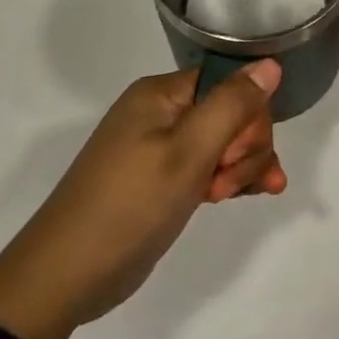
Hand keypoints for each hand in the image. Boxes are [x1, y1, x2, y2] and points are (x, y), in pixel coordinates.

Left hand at [0, 60, 285, 338]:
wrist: (67, 275)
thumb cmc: (130, 205)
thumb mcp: (188, 152)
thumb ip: (233, 105)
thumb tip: (271, 63)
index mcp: (161, 94)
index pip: (229, 83)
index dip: (246, 117)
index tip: (234, 154)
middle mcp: (161, 113)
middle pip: (232, 113)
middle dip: (244, 147)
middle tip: (224, 184)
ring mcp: (161, 148)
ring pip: (225, 143)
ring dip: (240, 167)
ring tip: (227, 198)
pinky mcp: (163, 179)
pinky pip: (209, 166)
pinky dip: (230, 179)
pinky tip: (252, 194)